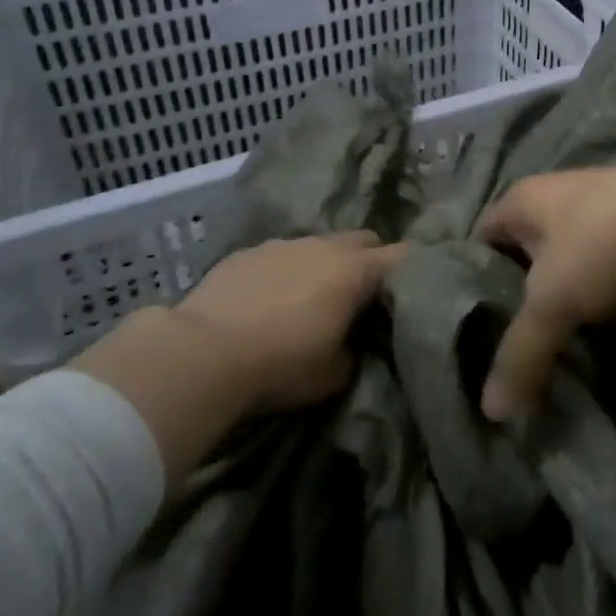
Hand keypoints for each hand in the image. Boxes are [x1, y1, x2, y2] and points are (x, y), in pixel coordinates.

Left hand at [173, 232, 403, 410]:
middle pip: (364, 240)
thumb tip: (354, 343)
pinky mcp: (247, 251)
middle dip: (370, 261)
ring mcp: (283, 243)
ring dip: (325, 264)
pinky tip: (269, 300)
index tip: (414, 289)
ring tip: (311, 298)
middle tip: (362, 295)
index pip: (403, 256)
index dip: (413, 270)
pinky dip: (287, 270)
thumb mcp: (333, 374)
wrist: (202, 353)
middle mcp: (324, 245)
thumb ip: (354, 351)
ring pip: (320, 244)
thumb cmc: (280, 365)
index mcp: (355, 270)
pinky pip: (281, 254)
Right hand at [474, 164, 615, 421]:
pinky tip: (601, 327)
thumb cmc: (601, 245)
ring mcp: (603, 209)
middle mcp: (559, 195)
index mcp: (525, 198)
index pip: (482, 235)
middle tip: (511, 340)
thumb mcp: (551, 302)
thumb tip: (491, 412)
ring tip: (555, 340)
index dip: (471, 274)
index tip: (469, 320)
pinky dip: (601, 294)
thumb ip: (520, 354)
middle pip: (526, 248)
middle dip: (520, 289)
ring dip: (565, 293)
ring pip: (569, 259)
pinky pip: (606, 267)